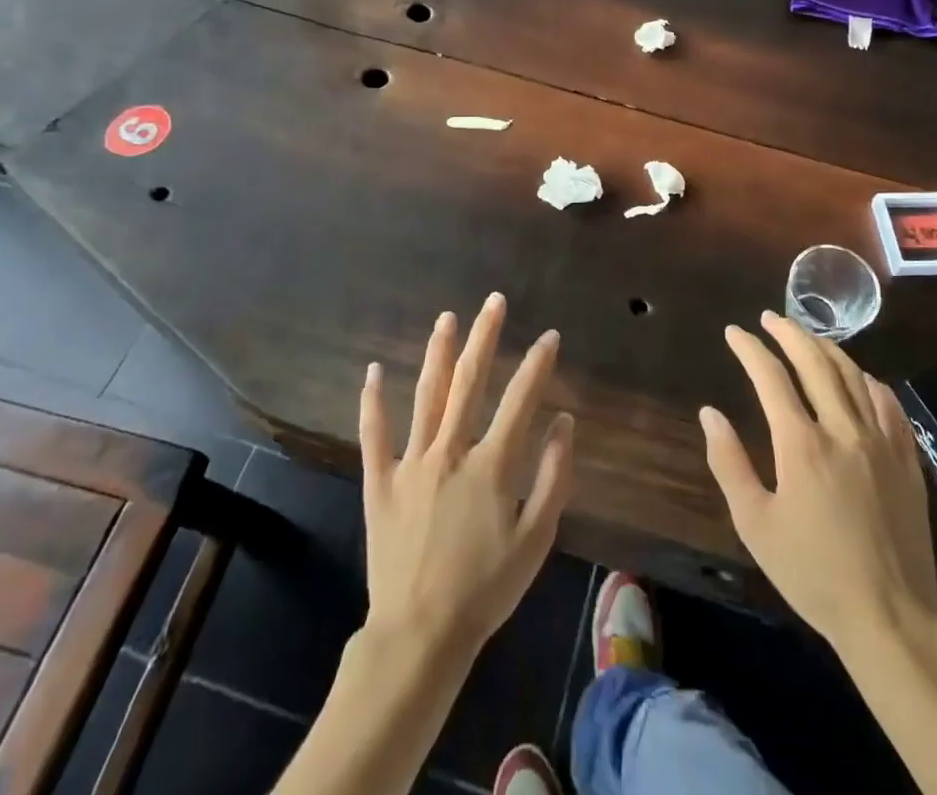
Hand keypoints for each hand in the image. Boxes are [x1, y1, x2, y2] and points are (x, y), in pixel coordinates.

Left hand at [358, 292, 573, 663]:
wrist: (420, 634)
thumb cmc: (486, 588)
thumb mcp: (536, 539)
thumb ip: (553, 476)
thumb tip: (564, 421)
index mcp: (491, 465)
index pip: (520, 400)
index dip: (537, 365)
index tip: (549, 336)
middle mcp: (450, 451)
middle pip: (469, 383)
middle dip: (484, 337)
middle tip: (493, 302)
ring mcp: (411, 463)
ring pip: (427, 396)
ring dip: (438, 353)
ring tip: (446, 319)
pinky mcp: (380, 483)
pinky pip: (374, 435)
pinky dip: (372, 401)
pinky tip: (372, 371)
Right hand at [700, 311, 936, 655]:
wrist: (891, 618)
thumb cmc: (812, 572)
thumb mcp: (755, 524)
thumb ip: (729, 463)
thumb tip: (710, 414)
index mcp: (801, 444)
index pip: (770, 376)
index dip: (749, 348)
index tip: (734, 332)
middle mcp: (843, 429)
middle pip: (815, 362)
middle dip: (788, 333)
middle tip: (769, 318)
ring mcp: (881, 442)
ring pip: (853, 376)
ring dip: (826, 348)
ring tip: (807, 336)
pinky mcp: (908, 460)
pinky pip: (890, 405)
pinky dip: (870, 382)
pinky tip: (861, 377)